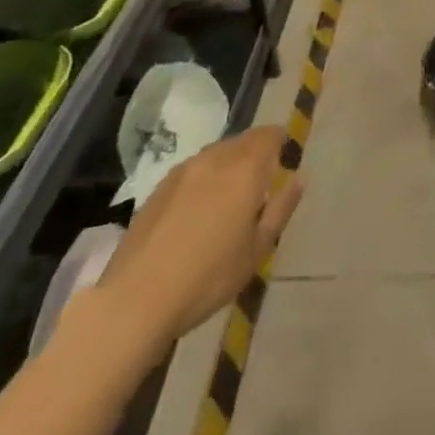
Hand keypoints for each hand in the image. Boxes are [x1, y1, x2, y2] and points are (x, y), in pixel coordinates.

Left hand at [94, 127, 303, 353]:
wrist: (136, 300)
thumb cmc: (209, 277)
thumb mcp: (257, 250)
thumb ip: (281, 209)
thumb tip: (298, 179)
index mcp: (245, 169)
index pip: (270, 135)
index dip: (281, 142)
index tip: (285, 160)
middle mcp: (215, 159)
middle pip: (243, 140)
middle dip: (256, 153)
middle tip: (261, 183)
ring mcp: (182, 171)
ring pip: (216, 153)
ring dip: (229, 164)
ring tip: (229, 197)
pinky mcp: (158, 188)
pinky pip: (192, 170)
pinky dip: (204, 179)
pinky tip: (198, 210)